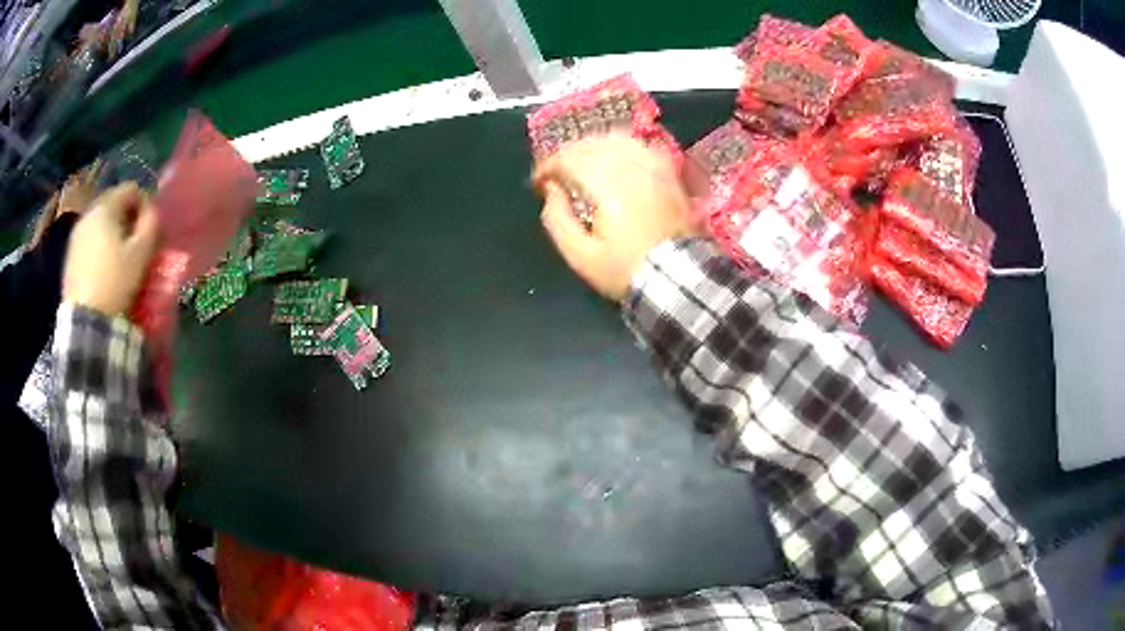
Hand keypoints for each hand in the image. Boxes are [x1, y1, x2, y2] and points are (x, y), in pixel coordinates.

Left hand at [63, 183, 158, 315]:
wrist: (85, 322)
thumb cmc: (115, 282)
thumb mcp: (141, 253)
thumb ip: (150, 223)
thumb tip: (151, 210)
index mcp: (106, 206)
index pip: (131, 189)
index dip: (144, 203)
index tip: (149, 226)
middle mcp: (88, 212)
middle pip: (113, 203)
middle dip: (126, 218)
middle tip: (135, 240)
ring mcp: (76, 234)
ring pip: (99, 222)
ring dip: (111, 232)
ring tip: (119, 255)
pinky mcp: (69, 256)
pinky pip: (89, 240)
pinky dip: (98, 246)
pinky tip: (103, 267)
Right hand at [534, 135, 695, 300]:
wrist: (678, 276)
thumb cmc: (625, 269)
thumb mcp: (580, 256)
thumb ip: (557, 220)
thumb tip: (552, 190)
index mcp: (606, 185)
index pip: (569, 159)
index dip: (547, 167)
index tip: (538, 183)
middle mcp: (630, 167)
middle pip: (590, 145)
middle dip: (567, 155)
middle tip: (555, 175)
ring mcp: (653, 166)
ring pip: (615, 139)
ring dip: (592, 147)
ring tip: (580, 164)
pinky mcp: (668, 172)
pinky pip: (640, 146)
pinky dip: (620, 146)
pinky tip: (613, 157)